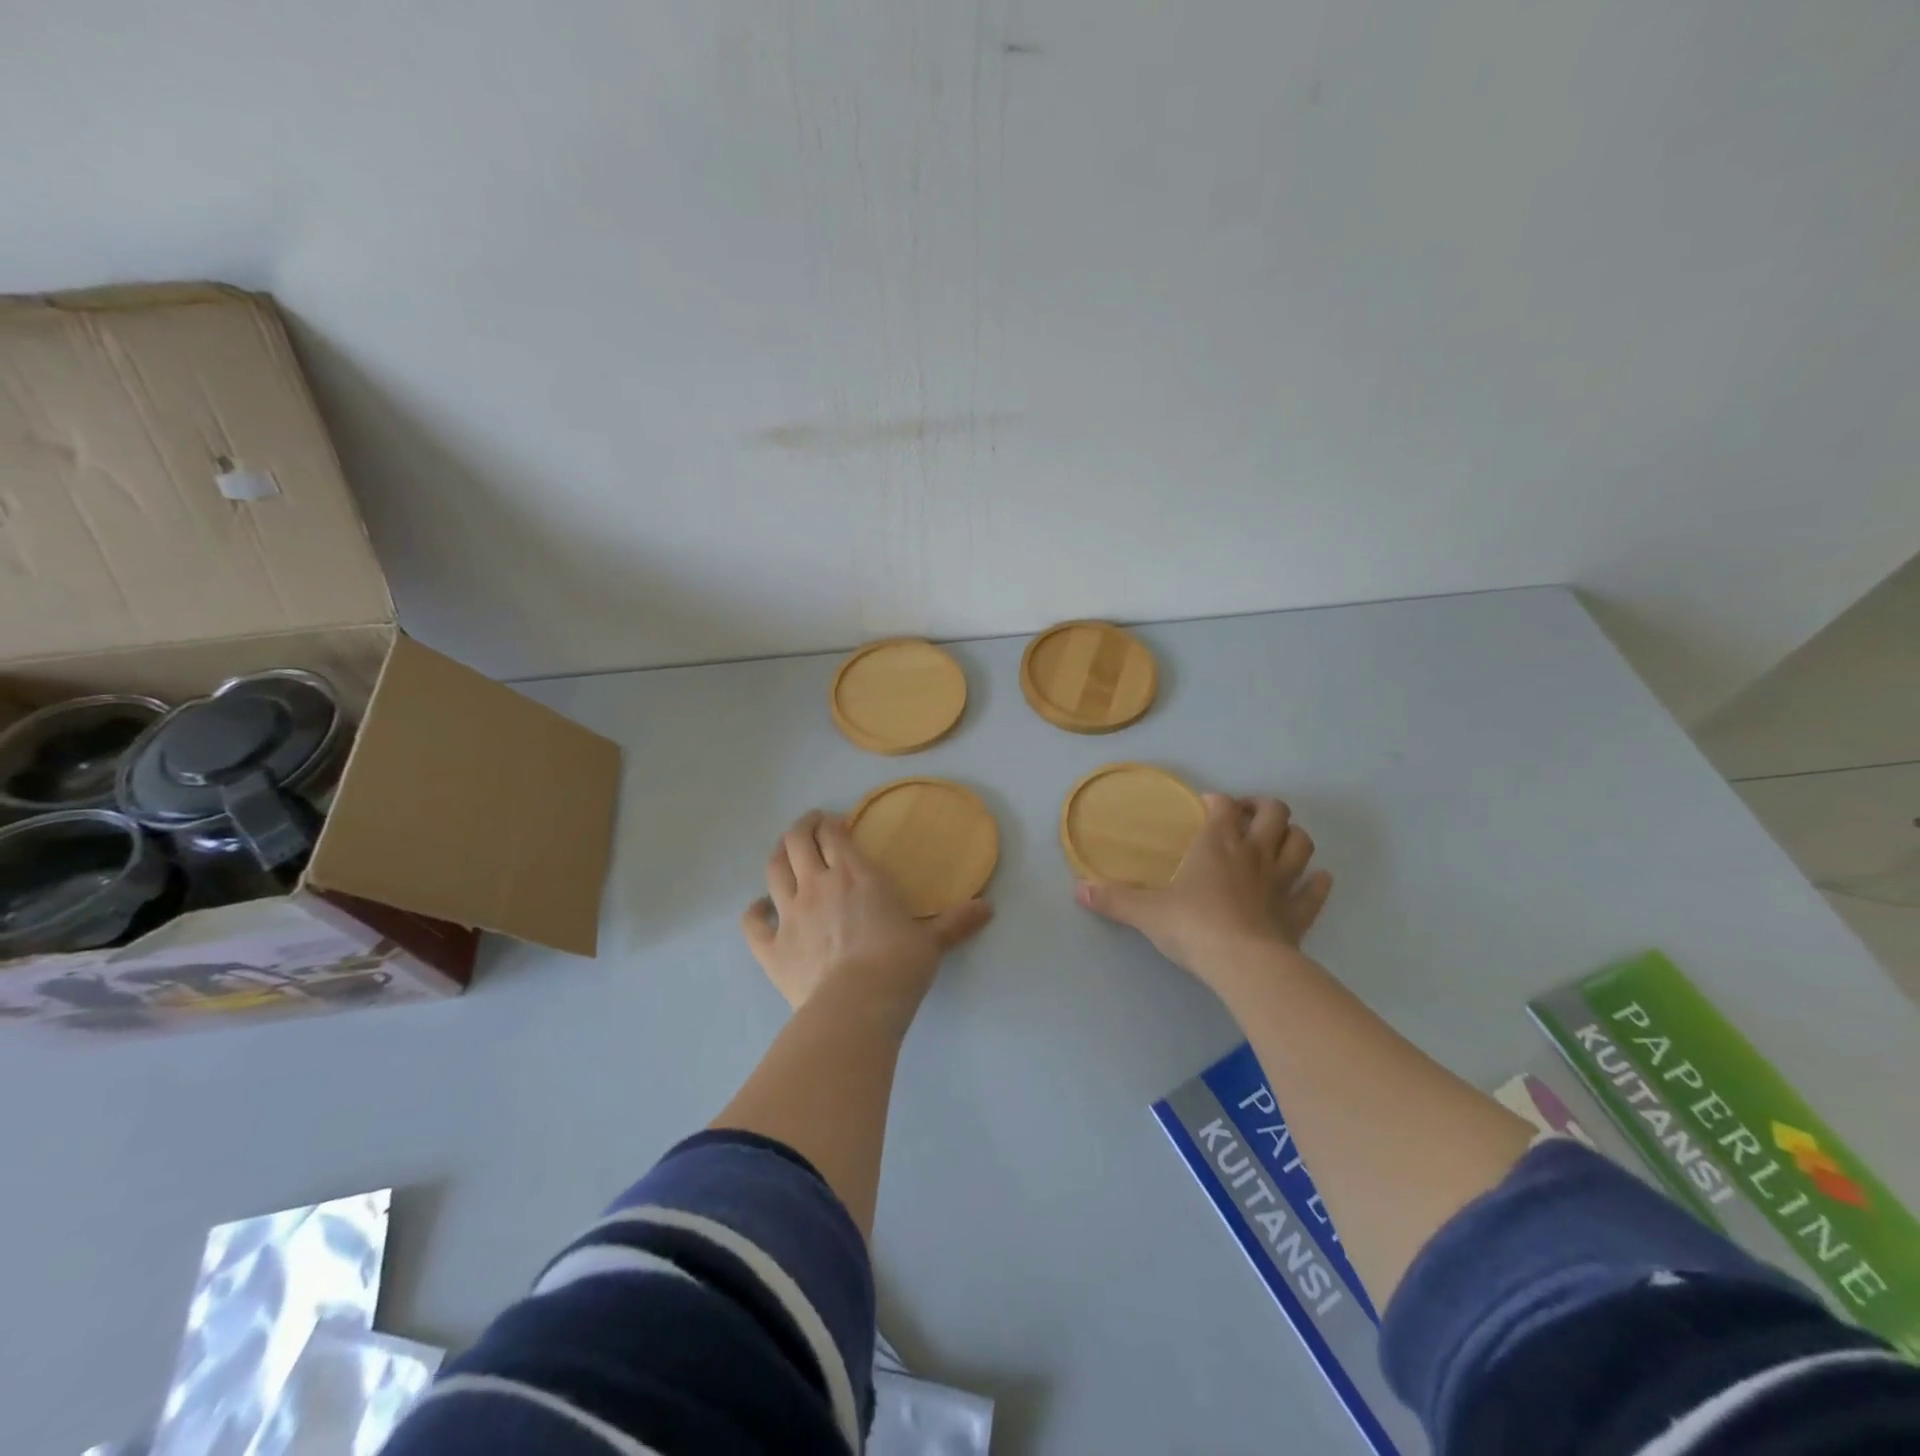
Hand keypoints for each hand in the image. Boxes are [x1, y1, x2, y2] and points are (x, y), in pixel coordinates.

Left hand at [741, 810, 993, 1016]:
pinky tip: (758, 908)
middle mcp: (817, 885)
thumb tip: (988, 908)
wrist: (857, 1007)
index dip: (830, 823)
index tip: (836, 823)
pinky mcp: (770, 947)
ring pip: (773, 871)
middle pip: (797, 841)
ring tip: (784, 853)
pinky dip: (753, 911)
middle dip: (801, 828)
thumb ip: (956, 922)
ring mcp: (789, 914)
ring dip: (778, 856)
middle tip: (809, 827)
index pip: (833, 834)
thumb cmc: (899, 966)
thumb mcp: (932, 942)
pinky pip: (752, 922)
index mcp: (856, 875)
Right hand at [1076, 794, 1330, 997]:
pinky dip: (1318, 882)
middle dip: (1263, 808)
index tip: (1206, 807)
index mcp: (1218, 844)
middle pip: (1274, 813)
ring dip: (1292, 837)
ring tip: (1278, 841)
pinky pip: (1316, 891)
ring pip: (1301, 843)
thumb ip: (1114, 899)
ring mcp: (1282, 882)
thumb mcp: (1146, 913)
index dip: (1217, 802)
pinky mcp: (1299, 912)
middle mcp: (1254, 854)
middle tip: (1246, 817)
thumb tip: (1078, 890)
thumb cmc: (1193, 927)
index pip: (1223, 807)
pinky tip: (1316, 880)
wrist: (1243, 964)